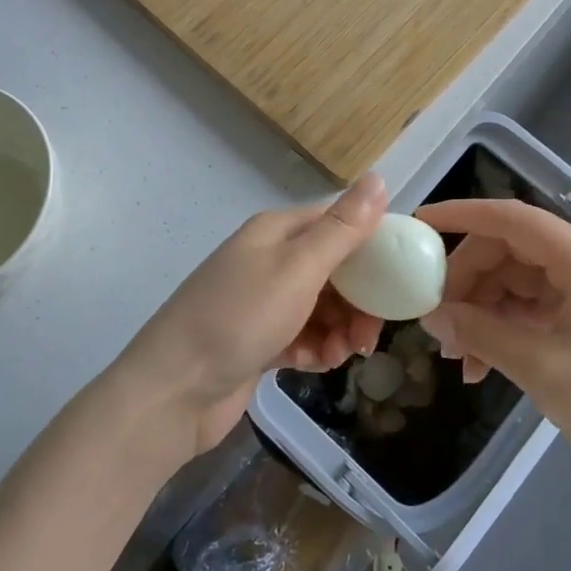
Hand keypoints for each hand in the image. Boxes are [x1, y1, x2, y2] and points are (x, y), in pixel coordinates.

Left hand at [115, 175, 388, 461]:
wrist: (172, 392)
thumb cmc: (239, 319)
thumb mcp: (298, 269)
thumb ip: (342, 229)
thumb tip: (377, 177)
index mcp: (277, 231)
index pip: (338, 223)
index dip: (372, 247)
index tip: (399, 281)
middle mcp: (269, 259)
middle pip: (333, 269)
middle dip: (358, 299)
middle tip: (370, 334)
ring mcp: (261, 301)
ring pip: (321, 306)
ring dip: (339, 329)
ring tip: (342, 355)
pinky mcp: (257, 340)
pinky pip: (301, 335)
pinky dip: (314, 348)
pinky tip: (315, 364)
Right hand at [417, 199, 570, 511]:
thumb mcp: (542, 369)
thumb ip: (481, 333)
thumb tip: (431, 313)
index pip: (512, 218)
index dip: (462, 215)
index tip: (418, 225)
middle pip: (511, 251)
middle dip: (468, 282)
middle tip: (437, 324)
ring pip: (518, 281)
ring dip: (484, 312)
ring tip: (457, 358)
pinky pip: (535, 307)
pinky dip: (506, 328)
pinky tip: (483, 366)